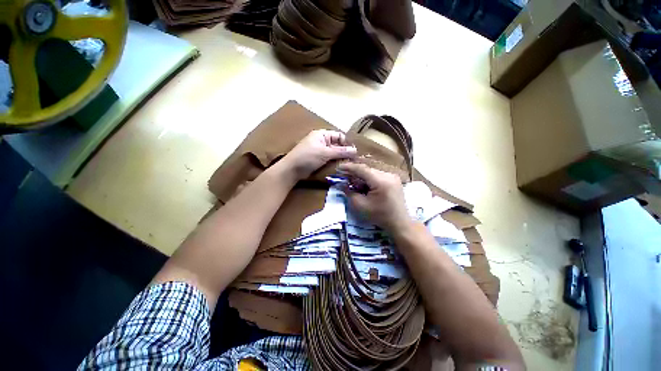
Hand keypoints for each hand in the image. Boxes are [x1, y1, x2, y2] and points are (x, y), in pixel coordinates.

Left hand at [283, 130, 356, 178]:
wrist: (292, 170)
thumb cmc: (307, 157)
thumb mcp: (325, 153)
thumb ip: (340, 151)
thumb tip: (355, 150)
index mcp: (322, 135)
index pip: (339, 136)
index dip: (347, 143)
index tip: (355, 152)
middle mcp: (321, 141)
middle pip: (337, 144)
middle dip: (345, 151)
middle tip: (354, 160)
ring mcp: (319, 151)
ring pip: (334, 153)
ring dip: (340, 158)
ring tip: (350, 164)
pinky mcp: (318, 159)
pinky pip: (329, 159)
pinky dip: (335, 162)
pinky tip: (341, 167)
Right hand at [337, 162, 410, 231]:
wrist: (399, 223)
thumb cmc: (379, 216)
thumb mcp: (360, 206)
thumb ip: (349, 193)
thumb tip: (341, 184)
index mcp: (381, 181)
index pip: (362, 169)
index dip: (349, 167)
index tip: (339, 167)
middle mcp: (388, 175)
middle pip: (367, 170)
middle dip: (355, 173)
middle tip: (344, 177)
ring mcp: (393, 176)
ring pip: (372, 172)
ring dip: (362, 176)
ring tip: (354, 183)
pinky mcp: (394, 180)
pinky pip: (378, 175)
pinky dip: (369, 179)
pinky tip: (364, 185)